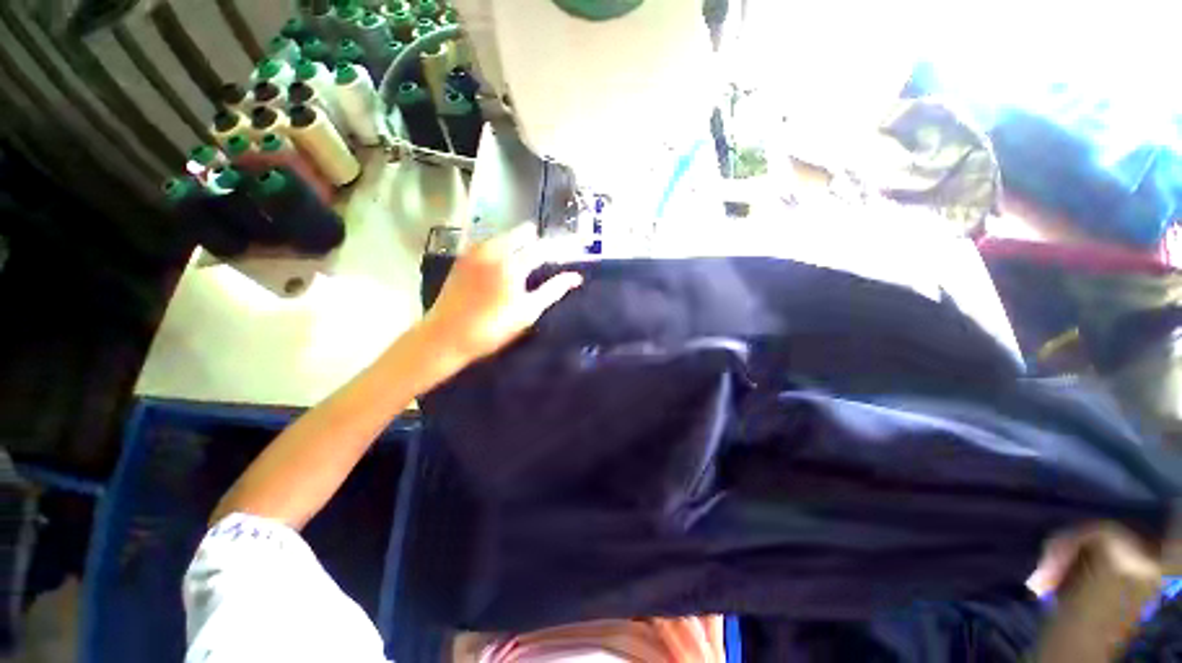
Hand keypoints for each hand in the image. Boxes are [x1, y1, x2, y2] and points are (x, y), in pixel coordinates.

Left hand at [422, 223, 582, 363]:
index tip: (576, 244)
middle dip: (539, 239)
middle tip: (549, 254)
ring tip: (528, 257)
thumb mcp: (527, 312)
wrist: (445, 336)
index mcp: (512, 264)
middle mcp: (493, 250)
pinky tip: (505, 261)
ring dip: (520, 241)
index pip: (544, 247)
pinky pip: (489, 242)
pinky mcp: (463, 258)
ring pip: (505, 235)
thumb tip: (575, 278)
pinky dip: (502, 246)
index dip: (562, 245)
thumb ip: (552, 291)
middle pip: (523, 233)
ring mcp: (475, 251)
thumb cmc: (492, 328)